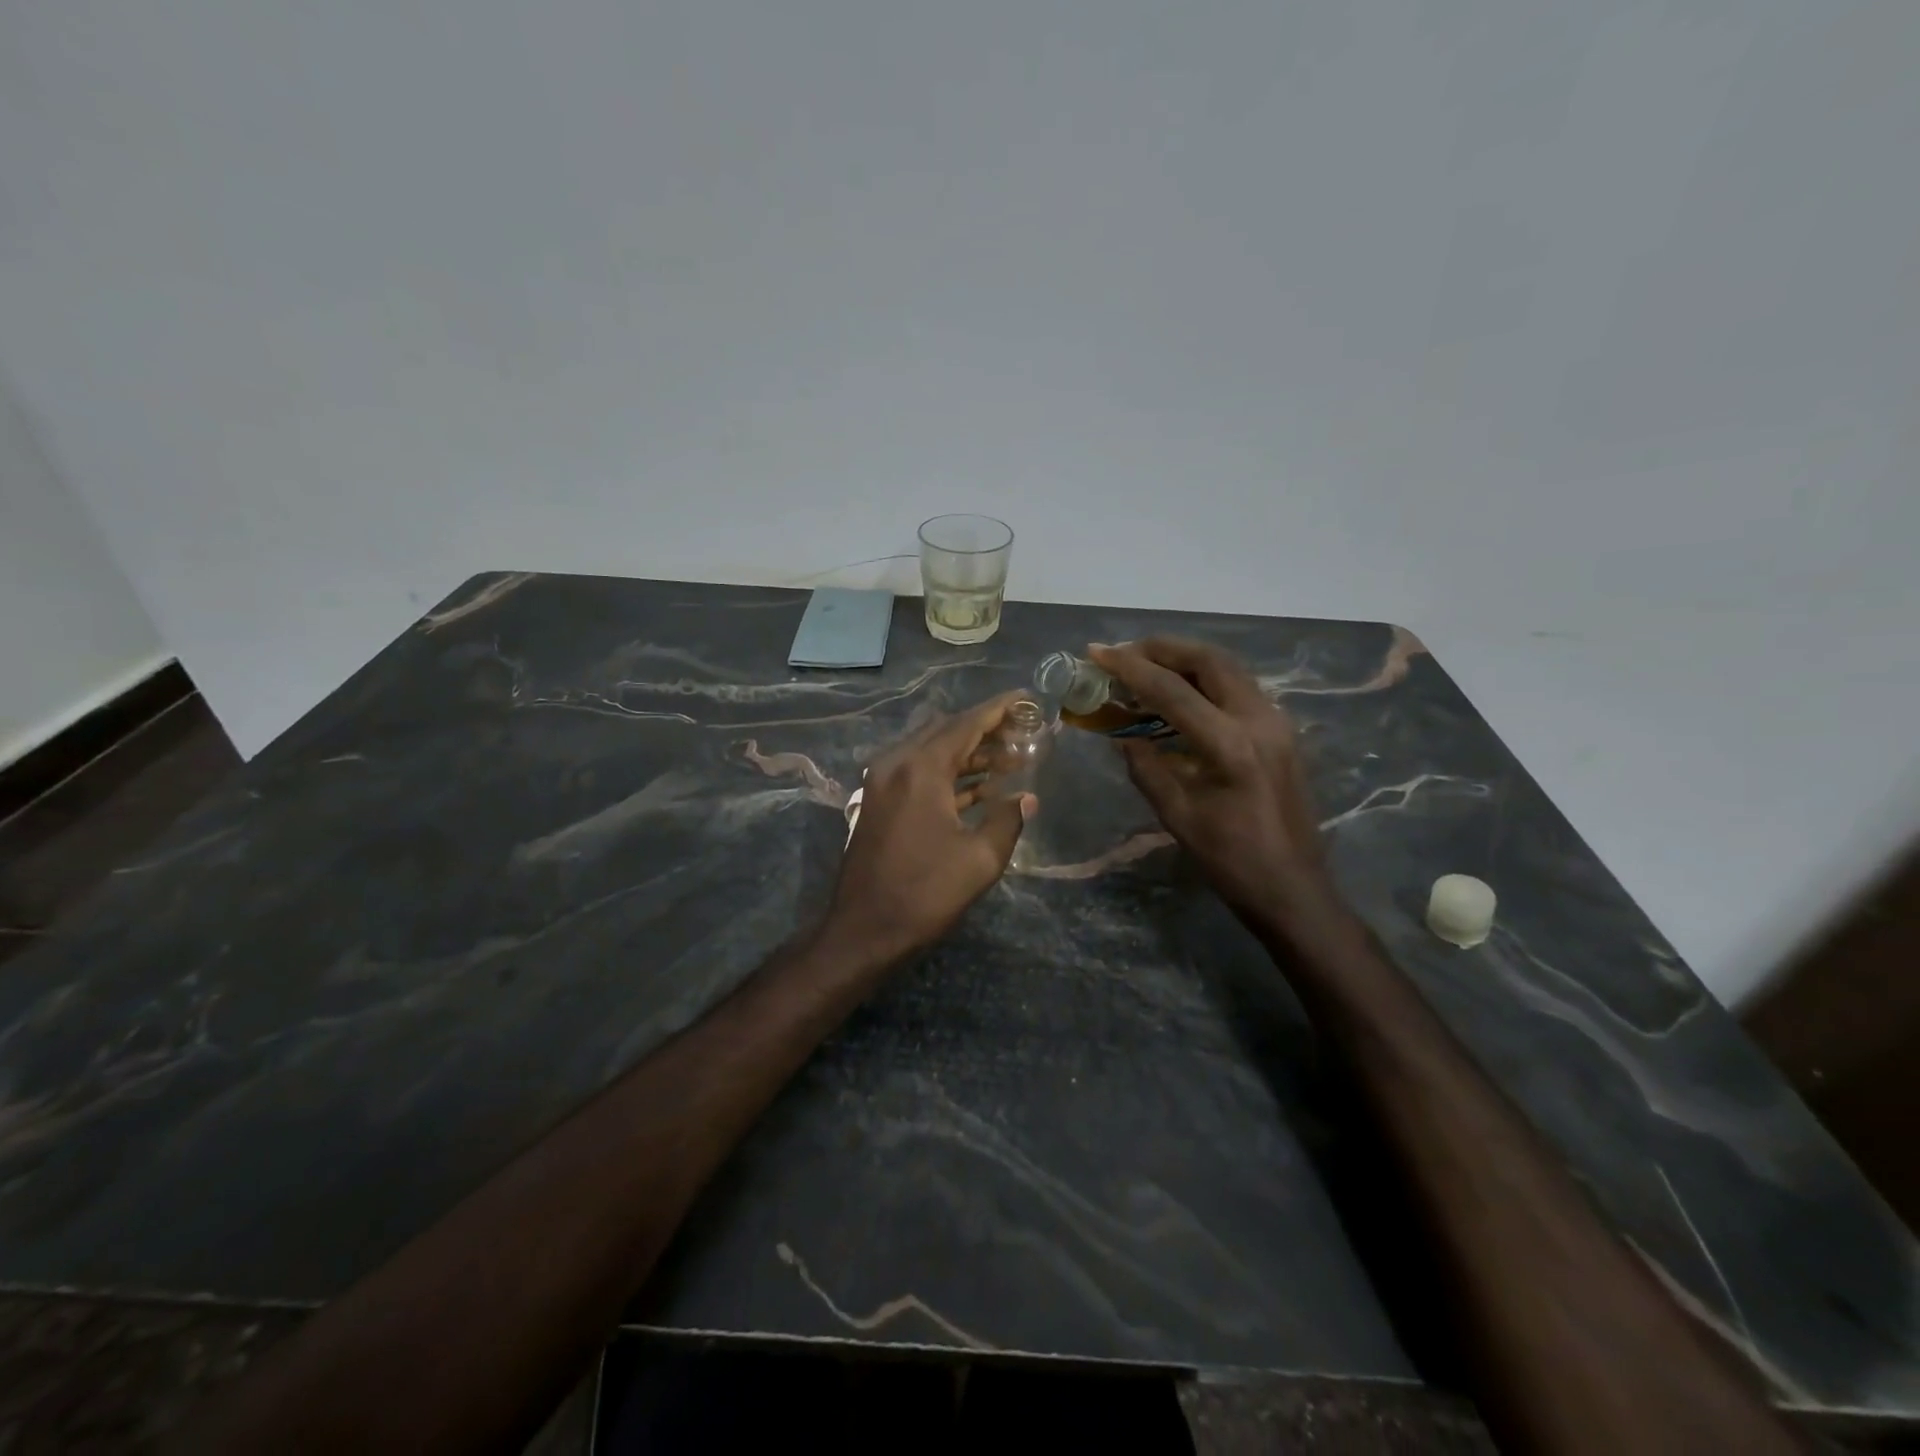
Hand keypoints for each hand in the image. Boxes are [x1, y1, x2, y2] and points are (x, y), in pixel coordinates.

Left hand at [825, 692, 1036, 963]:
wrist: (864, 930)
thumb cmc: (924, 893)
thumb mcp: (979, 859)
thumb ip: (1007, 819)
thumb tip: (1026, 799)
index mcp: (920, 769)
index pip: (966, 724)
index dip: (999, 709)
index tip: (1026, 697)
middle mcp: (897, 764)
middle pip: (946, 731)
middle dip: (985, 729)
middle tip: (1023, 729)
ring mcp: (883, 782)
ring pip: (932, 751)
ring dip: (969, 753)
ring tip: (1011, 757)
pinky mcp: (879, 802)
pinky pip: (919, 773)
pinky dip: (949, 774)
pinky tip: (980, 786)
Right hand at [1089, 638, 1342, 937]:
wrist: (1295, 890)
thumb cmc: (1232, 861)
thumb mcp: (1178, 817)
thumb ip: (1147, 768)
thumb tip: (1121, 737)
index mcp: (1230, 744)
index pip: (1172, 690)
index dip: (1129, 668)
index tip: (1097, 653)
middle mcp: (1259, 720)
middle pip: (1208, 661)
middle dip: (1162, 649)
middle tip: (1125, 653)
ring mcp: (1276, 723)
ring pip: (1228, 669)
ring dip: (1186, 659)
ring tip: (1147, 664)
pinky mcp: (1281, 732)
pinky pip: (1240, 688)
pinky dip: (1206, 679)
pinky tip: (1181, 692)